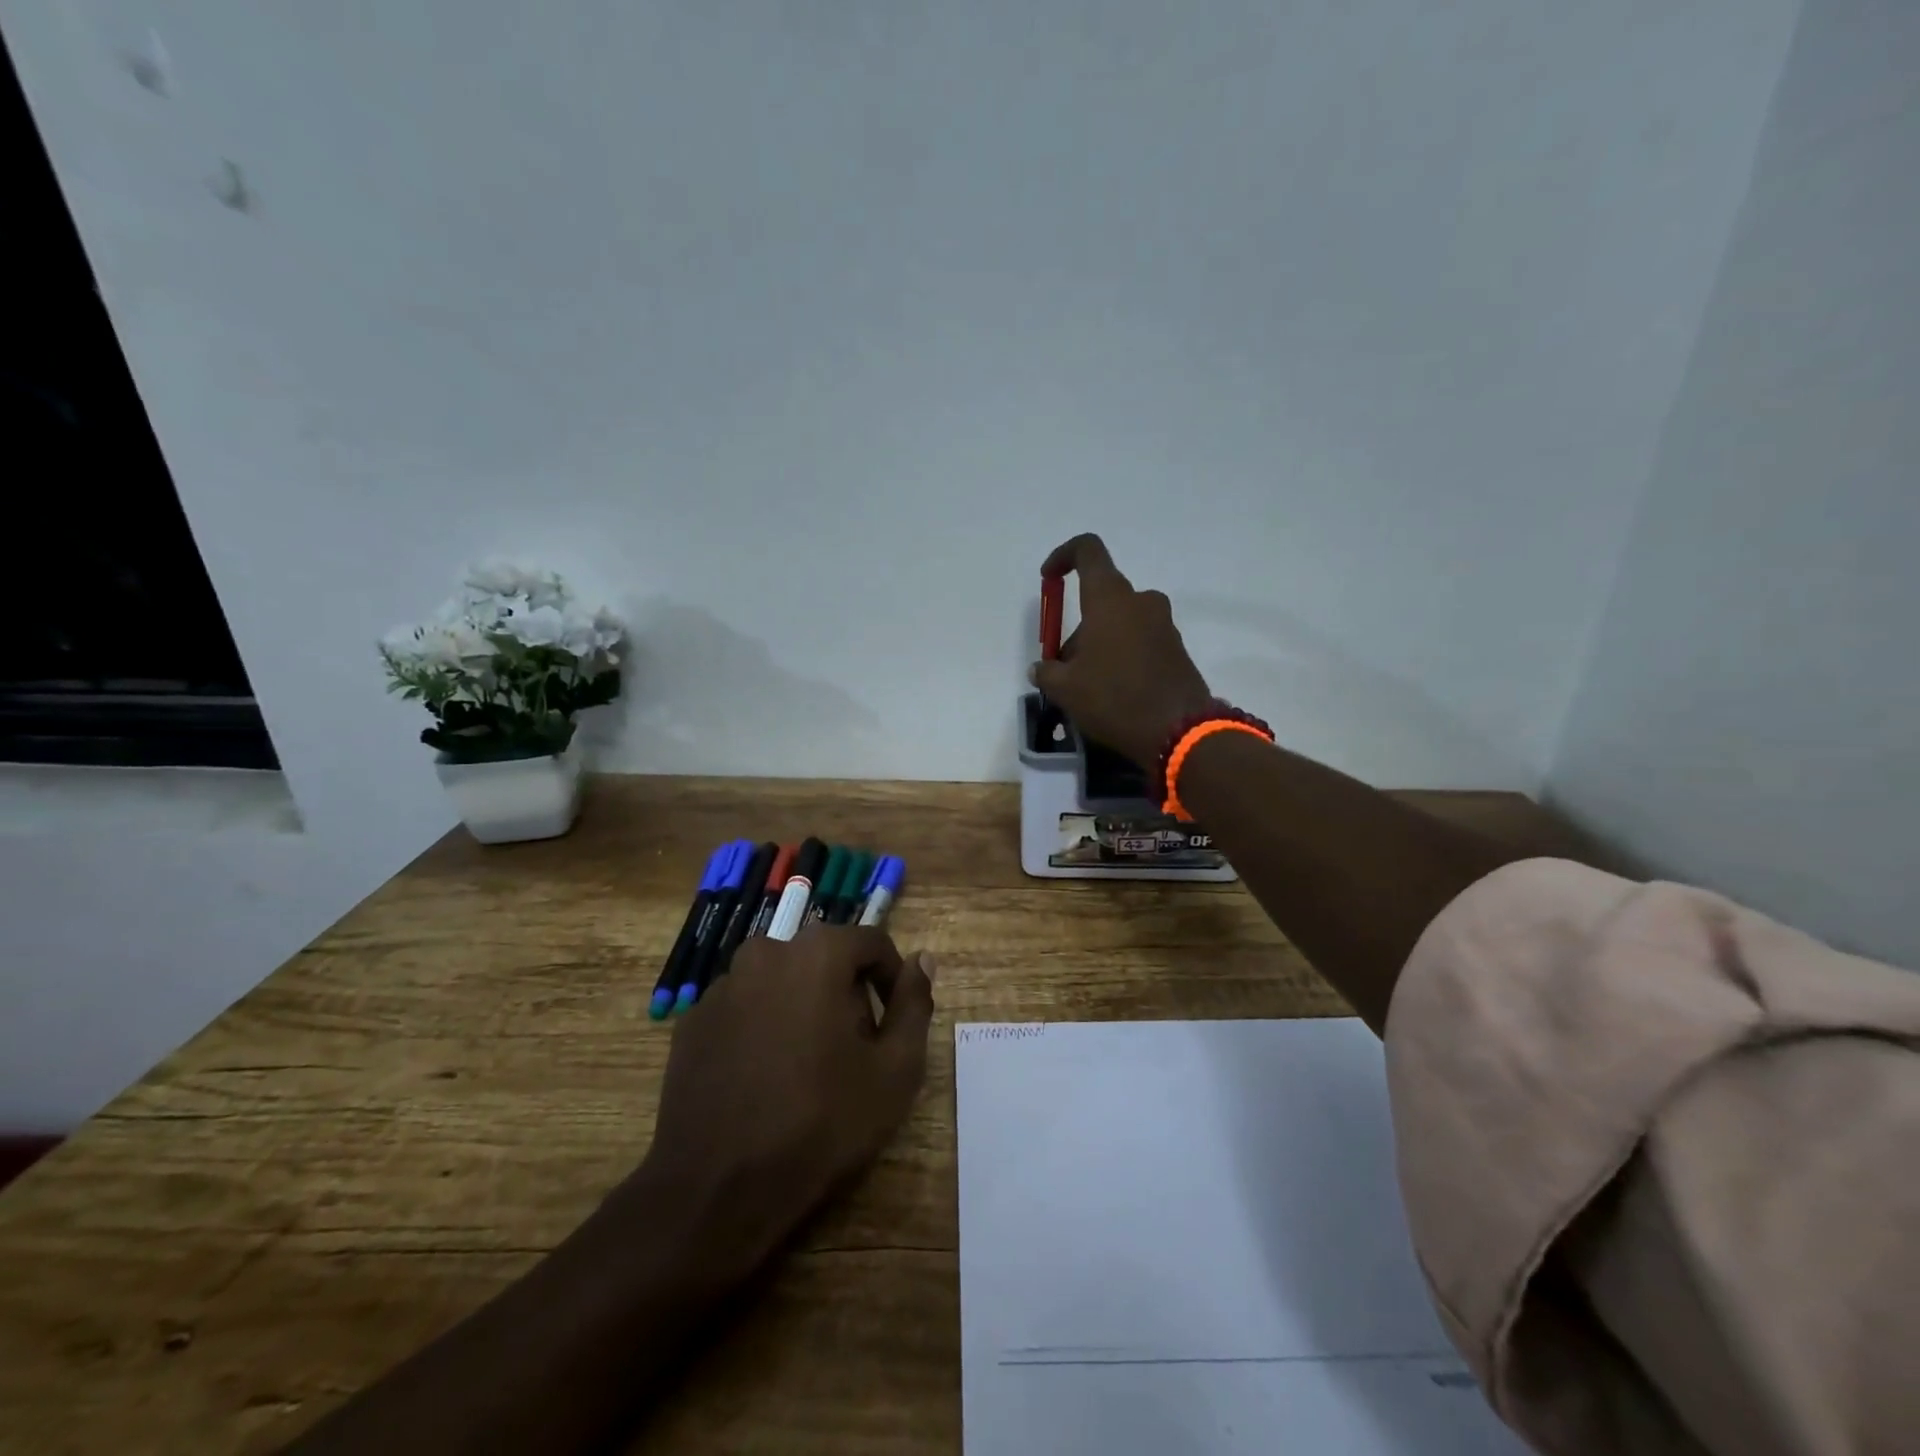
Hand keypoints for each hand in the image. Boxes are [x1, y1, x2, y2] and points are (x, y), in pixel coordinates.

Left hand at [623, 925, 935, 1277]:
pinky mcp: (692, 1022)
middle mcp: (765, 953)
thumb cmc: (821, 1122)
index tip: (893, 1023)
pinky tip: (763, 1079)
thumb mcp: (895, 1069)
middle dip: (845, 994)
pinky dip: (761, 1028)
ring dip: (801, 1009)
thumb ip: (914, 1004)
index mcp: (817, 954)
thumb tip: (922, 959)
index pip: (871, 943)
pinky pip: (743, 1009)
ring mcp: (721, 986)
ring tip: (807, 1068)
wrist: (717, 1188)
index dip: (891, 979)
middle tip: (854, 1051)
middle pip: (823, 960)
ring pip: (780, 983)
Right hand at [1031, 533, 1213, 767]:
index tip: (1048, 579)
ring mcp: (1164, 625)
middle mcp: (1141, 602)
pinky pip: (1140, 641)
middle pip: (1101, 598)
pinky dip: (1122, 656)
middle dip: (1078, 627)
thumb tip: (1042, 669)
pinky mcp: (1176, 649)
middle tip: (1063, 668)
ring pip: (1120, 622)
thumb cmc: (1113, 698)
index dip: (1063, 556)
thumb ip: (1047, 672)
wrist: (1178, 731)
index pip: (1088, 551)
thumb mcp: (1064, 689)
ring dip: (1100, 644)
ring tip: (1087, 687)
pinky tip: (1113, 693)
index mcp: (1110, 599)